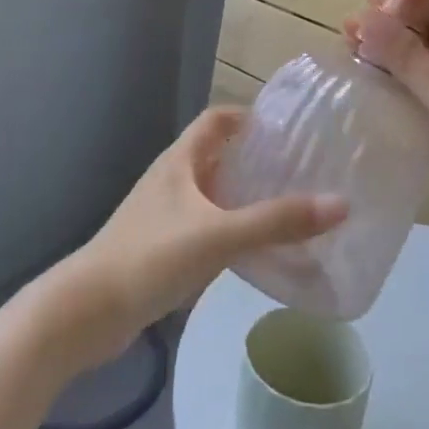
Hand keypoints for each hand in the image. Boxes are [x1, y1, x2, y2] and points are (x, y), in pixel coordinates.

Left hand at [58, 108, 347, 365]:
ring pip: (212, 194)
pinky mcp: (160, 248)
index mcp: (179, 161)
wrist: (87, 312)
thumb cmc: (151, 257)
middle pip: (217, 155)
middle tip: (299, 169)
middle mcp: (171, 179)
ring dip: (243, 196)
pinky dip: (230, 229)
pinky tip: (254, 250)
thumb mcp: (219, 235)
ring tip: (287, 207)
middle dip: (254, 159)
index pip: (216, 120)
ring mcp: (163, 215)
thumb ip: (277, 221)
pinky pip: (204, 226)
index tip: (287, 127)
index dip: (249, 116)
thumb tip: (340, 204)